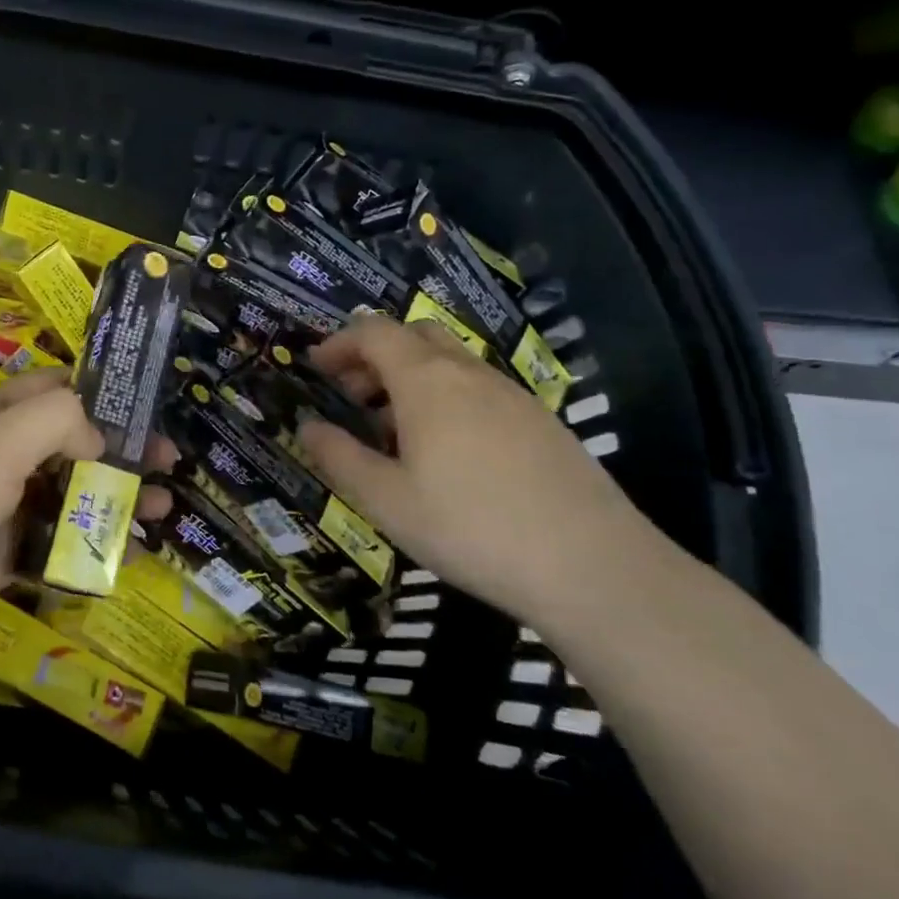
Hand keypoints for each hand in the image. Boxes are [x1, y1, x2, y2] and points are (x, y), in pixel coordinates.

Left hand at [0, 369, 168, 662]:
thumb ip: (56, 423)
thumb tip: (97, 438)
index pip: (54, 392)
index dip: (102, 395)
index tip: (151, 409)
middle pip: (70, 448)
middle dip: (120, 455)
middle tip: (171, 468)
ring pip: (67, 501)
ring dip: (111, 505)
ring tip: (160, 514)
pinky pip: (53, 551)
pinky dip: (88, 553)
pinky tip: (127, 560)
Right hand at [298, 315, 673, 623]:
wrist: (591, 566)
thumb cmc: (469, 527)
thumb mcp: (384, 500)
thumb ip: (338, 457)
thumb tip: (306, 426)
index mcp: (427, 381)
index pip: (374, 332)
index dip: (339, 342)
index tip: (315, 368)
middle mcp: (470, 374)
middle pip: (415, 335)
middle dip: (374, 354)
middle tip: (351, 395)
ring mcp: (513, 395)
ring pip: (451, 362)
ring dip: (410, 378)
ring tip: (392, 431)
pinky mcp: (542, 422)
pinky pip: (480, 389)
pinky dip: (447, 398)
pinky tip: (446, 453)